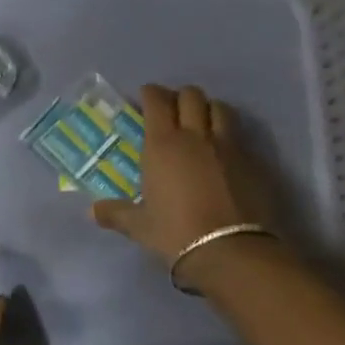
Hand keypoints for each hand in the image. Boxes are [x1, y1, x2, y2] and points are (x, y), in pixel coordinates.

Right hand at [91, 84, 278, 287]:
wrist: (230, 250)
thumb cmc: (176, 233)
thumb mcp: (139, 226)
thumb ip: (116, 214)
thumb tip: (92, 212)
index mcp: (163, 144)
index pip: (157, 101)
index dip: (150, 93)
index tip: (145, 96)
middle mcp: (196, 136)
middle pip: (191, 96)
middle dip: (180, 96)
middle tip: (172, 108)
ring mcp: (228, 146)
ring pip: (220, 108)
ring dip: (209, 109)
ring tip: (201, 122)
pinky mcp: (253, 161)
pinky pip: (239, 136)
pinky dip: (229, 136)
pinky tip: (224, 152)